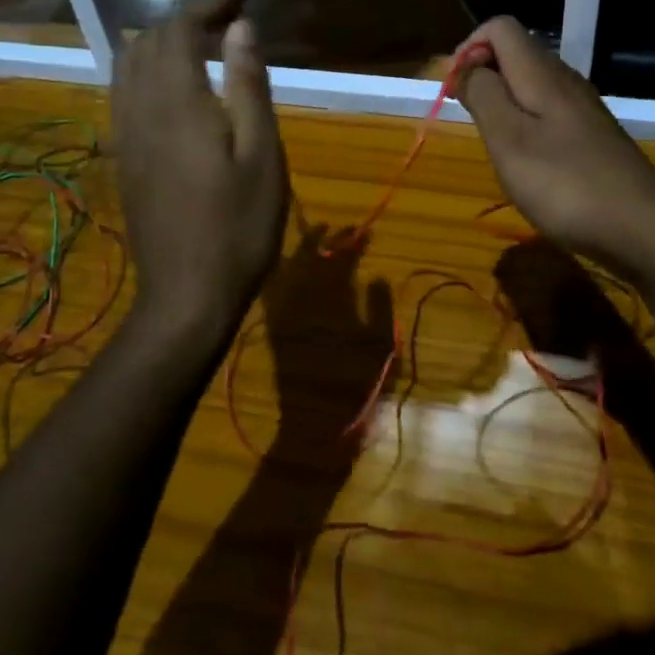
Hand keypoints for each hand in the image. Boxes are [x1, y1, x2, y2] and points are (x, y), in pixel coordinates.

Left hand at [112, 0, 287, 335]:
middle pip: (148, 41)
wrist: (186, 295)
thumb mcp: (260, 154)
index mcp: (176, 102)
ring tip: (204, 48)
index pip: (179, 29)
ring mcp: (125, 136)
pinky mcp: (124, 159)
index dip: (209, 4)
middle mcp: (139, 109)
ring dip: (163, 44)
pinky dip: (148, 71)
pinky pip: (124, 94)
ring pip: (128, 66)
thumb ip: (247, 84)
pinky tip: (177, 90)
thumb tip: (242, 27)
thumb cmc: (238, 226)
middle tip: (231, 23)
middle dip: (187, 20)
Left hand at [260, 225, 394, 451]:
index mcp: (332, 300)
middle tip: (342, 229)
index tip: (365, 231)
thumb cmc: (356, 386)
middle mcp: (303, 299)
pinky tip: (288, 265)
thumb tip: (376, 276)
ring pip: (289, 268)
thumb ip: (379, 307)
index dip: (353, 242)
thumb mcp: (380, 347)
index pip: (341, 259)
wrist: (315, 426)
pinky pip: (273, 289)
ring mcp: (284, 312)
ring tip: (316, 237)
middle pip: (312, 257)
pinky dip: (280, 272)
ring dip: (302, 249)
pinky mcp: (274, 327)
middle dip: (327, 239)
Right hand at [454, 17, 654, 278]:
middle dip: (481, 75)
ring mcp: (582, 110)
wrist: (643, 229)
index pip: (500, 27)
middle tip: (467, 117)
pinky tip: (523, 161)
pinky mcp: (591, 137)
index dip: (469, 48)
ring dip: (501, 101)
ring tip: (490, 141)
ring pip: (530, 84)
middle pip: (515, 53)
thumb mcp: (508, 139)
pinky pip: (547, 112)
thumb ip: (483, 95)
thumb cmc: (565, 183)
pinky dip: (523, 124)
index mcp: (541, 73)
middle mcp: (565, 81)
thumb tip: (464, 66)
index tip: (454, 90)